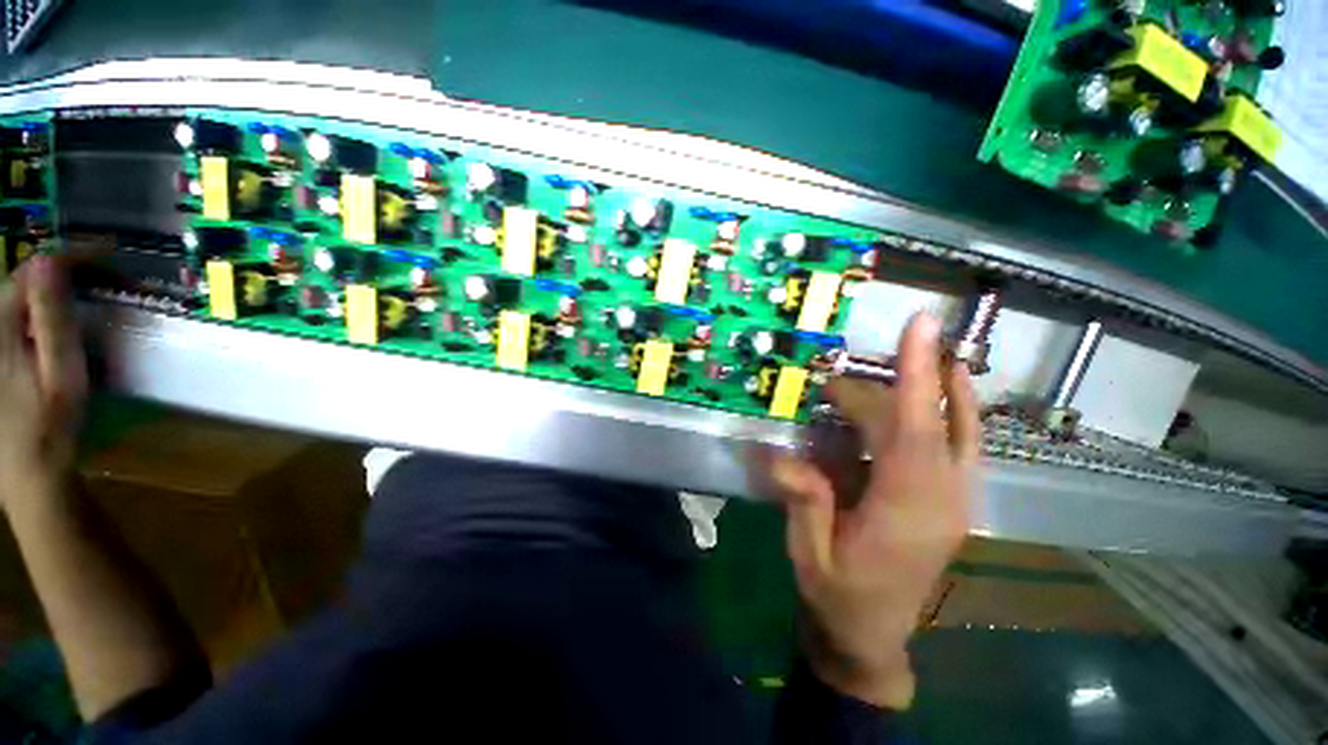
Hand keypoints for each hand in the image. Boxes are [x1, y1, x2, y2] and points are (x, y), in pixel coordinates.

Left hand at [0, 258, 87, 506]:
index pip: (33, 270)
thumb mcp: (60, 376)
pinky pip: (16, 314)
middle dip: (64, 268)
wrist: (27, 472)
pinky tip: (59, 315)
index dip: (70, 255)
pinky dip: (41, 305)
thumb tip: (49, 263)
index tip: (109, 252)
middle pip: (23, 279)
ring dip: (53, 285)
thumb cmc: (50, 427)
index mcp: (2, 328)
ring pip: (18, 295)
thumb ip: (51, 321)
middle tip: (105, 273)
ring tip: (88, 288)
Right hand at [771, 312, 979, 709]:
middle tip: (834, 385)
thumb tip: (783, 455)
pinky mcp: (954, 502)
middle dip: (887, 386)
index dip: (916, 375)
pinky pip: (960, 444)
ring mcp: (957, 501)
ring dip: (935, 388)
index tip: (920, 326)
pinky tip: (941, 391)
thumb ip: (803, 500)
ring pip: (959, 429)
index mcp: (906, 512)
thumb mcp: (808, 552)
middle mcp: (944, 499)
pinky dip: (952, 410)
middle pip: (928, 421)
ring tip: (906, 362)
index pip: (914, 430)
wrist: (872, 636)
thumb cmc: (838, 594)